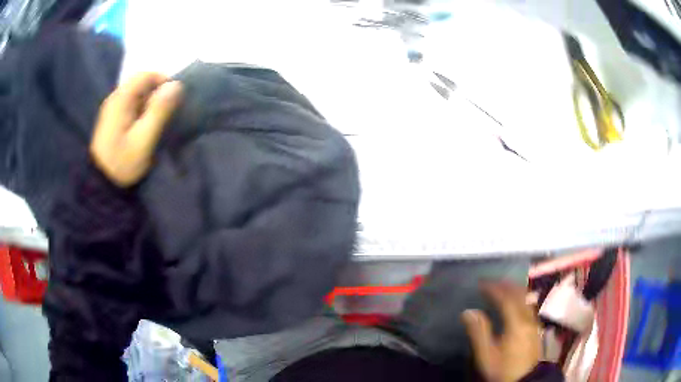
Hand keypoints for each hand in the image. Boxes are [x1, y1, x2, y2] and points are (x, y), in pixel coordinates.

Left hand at [90, 72, 182, 186]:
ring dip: (150, 102)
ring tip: (157, 121)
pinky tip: (145, 126)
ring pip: (137, 94)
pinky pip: (131, 105)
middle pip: (140, 83)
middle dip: (157, 93)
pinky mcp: (113, 119)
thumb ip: (159, 111)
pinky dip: (142, 110)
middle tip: (167, 112)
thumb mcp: (143, 139)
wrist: (102, 184)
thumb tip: (176, 86)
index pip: (145, 75)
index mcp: (121, 99)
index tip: (174, 98)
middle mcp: (115, 99)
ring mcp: (113, 109)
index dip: (162, 81)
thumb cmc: (122, 163)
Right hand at [462, 281, 541, 381]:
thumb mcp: (487, 354)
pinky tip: (516, 300)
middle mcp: (528, 318)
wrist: (524, 379)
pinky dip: (520, 296)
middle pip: (519, 294)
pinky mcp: (536, 327)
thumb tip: (468, 312)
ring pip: (526, 298)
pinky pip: (529, 304)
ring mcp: (534, 322)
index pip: (506, 299)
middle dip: (505, 285)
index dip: (494, 289)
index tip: (481, 283)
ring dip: (514, 289)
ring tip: (503, 286)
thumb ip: (479, 332)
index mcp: (516, 323)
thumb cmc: (503, 368)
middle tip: (492, 281)